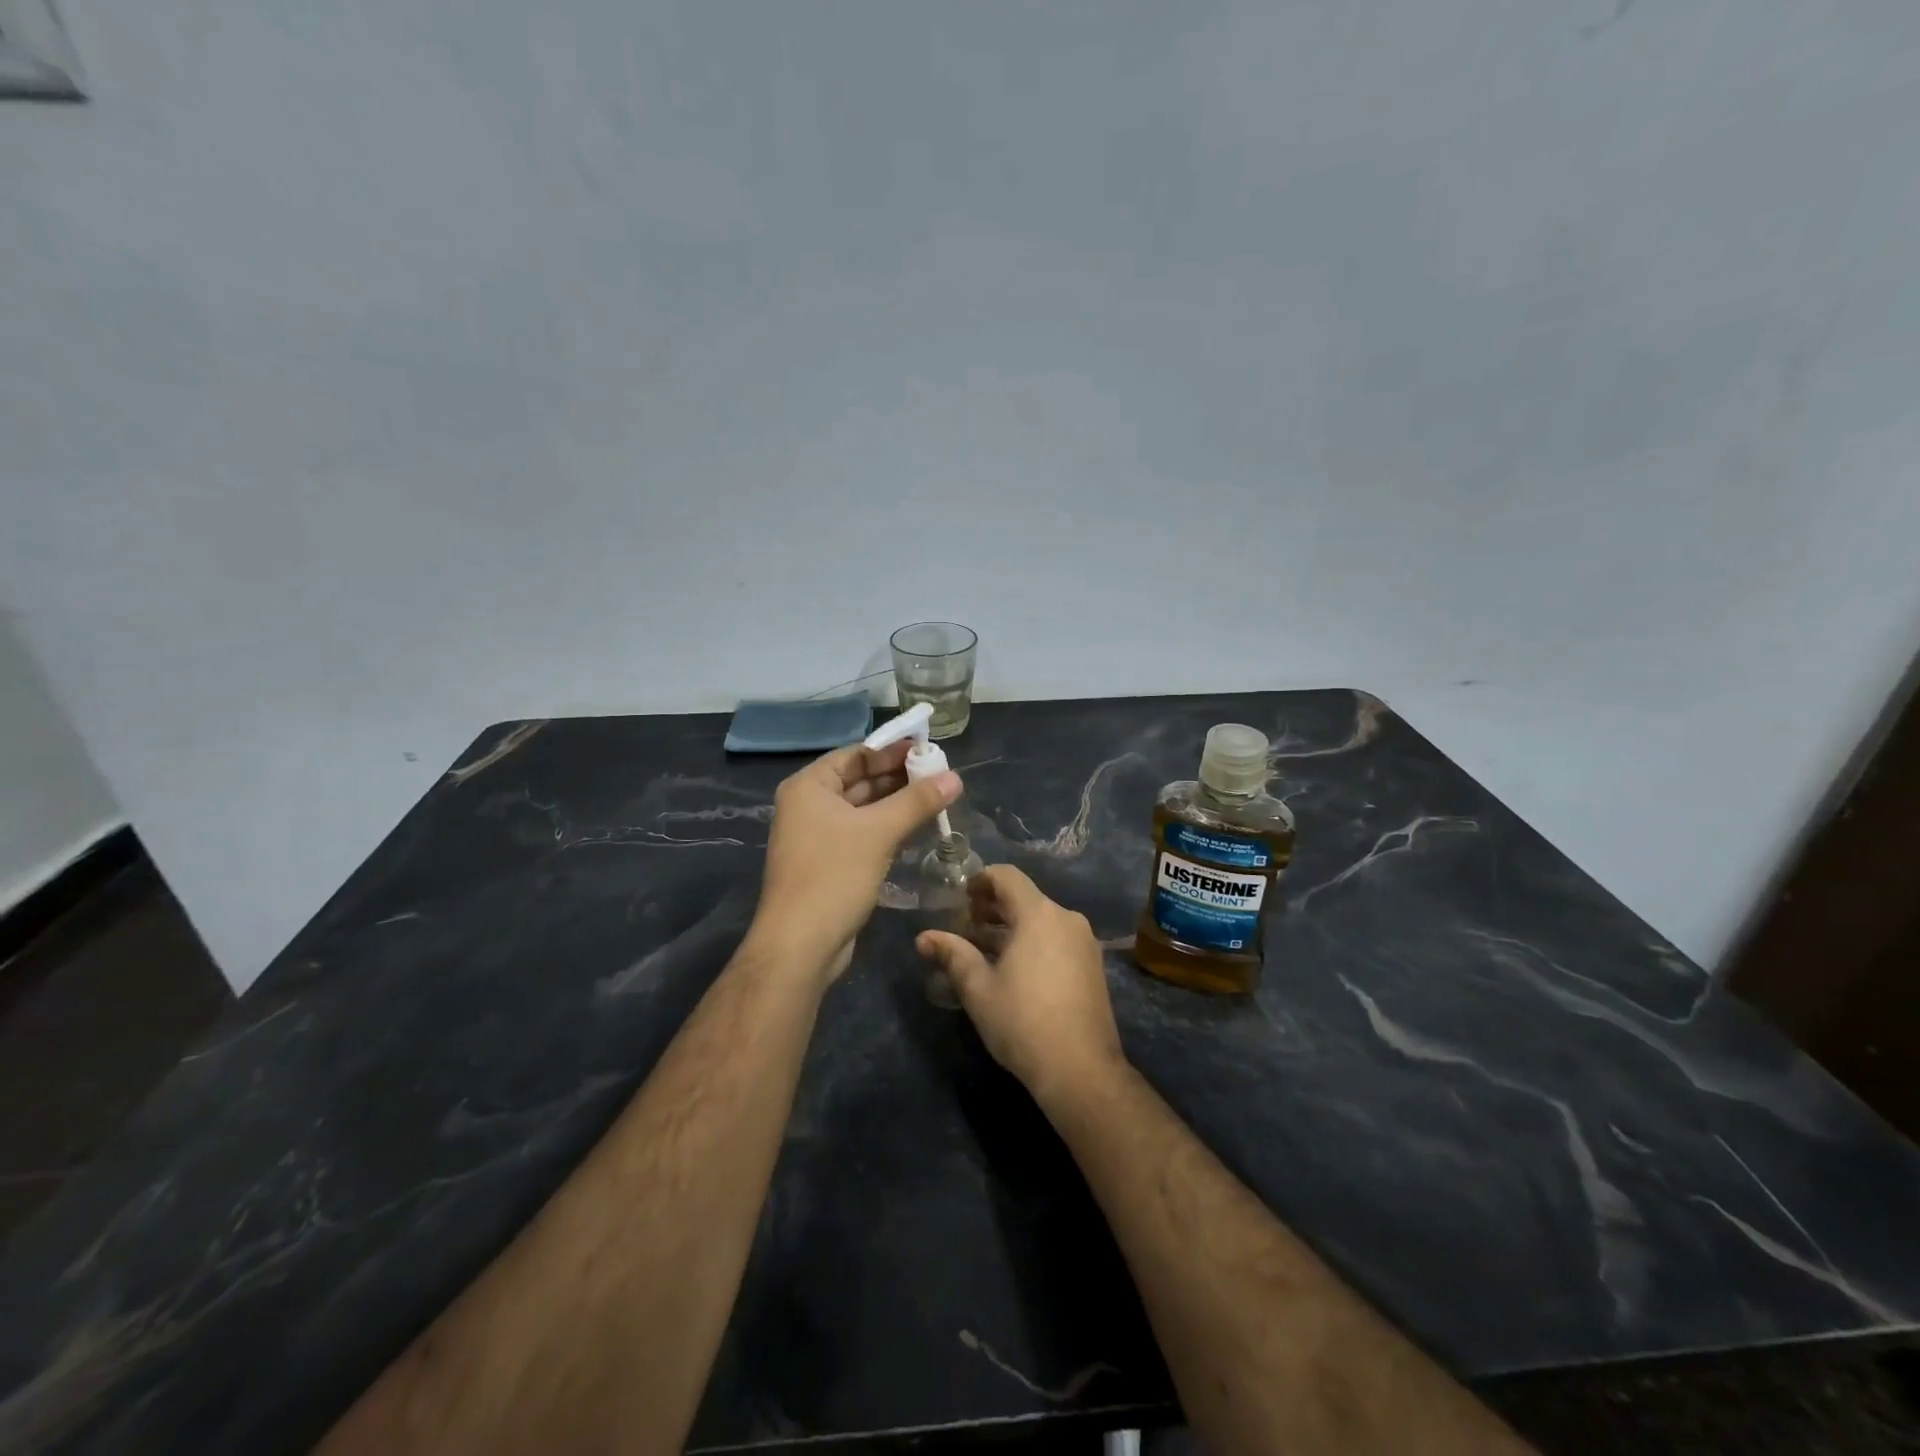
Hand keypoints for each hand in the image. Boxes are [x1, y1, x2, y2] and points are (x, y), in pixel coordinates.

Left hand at [751, 740, 961, 981]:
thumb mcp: (879, 832)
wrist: (801, 945)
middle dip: (900, 778)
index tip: (930, 751)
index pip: (857, 755)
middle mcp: (809, 805)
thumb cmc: (834, 876)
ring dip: (898, 805)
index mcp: (809, 786)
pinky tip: (919, 829)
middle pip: (861, 780)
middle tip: (942, 776)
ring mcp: (818, 836)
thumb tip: (956, 777)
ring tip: (939, 799)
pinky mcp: (830, 863)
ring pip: (864, 809)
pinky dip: (889, 828)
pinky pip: (863, 834)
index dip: (893, 751)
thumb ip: (918, 801)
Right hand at [915, 865, 1124, 1105]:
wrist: (1081, 1070)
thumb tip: (923, 937)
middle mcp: (1066, 918)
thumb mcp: (978, 988)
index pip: (1007, 876)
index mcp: (1039, 914)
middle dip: (992, 907)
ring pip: (1041, 920)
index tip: (961, 899)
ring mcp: (1084, 942)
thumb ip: (952, 955)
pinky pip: (1057, 938)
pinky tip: (1015, 970)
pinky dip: (1033, 942)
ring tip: (984, 951)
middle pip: (1025, 897)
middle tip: (966, 927)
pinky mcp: (1093, 964)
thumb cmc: (1023, 1022)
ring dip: (1011, 927)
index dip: (980, 880)